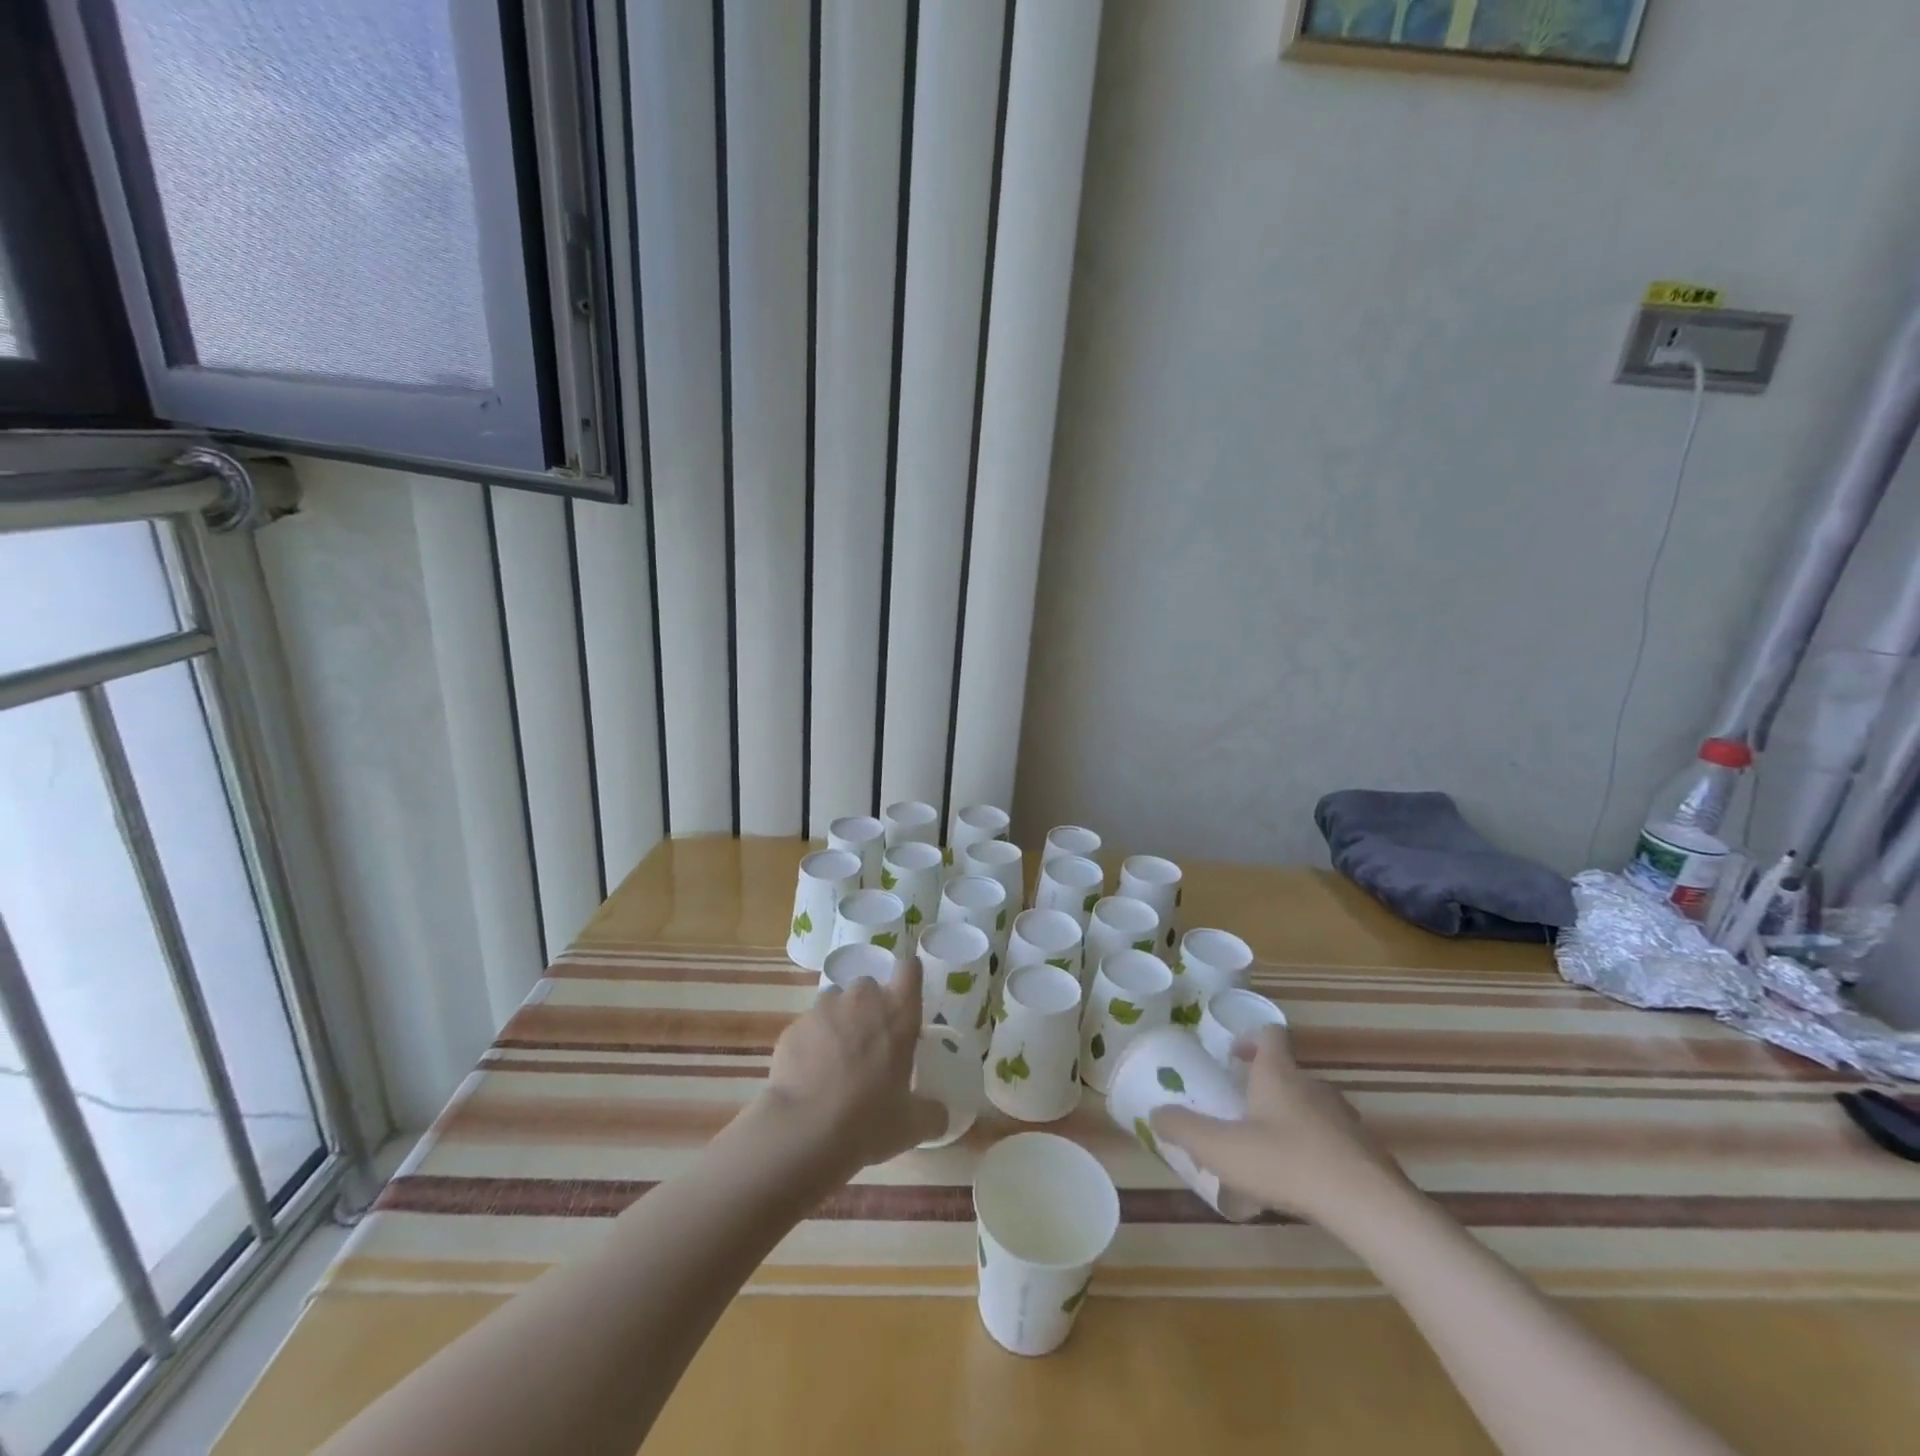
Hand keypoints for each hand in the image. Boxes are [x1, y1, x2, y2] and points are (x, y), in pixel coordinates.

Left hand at [763, 960, 944, 1177]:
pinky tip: (809, 1074)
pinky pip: (807, 1026)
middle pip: (868, 985)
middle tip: (869, 1041)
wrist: (805, 1130)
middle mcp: (862, 999)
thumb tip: (940, 1113)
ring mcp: (824, 1008)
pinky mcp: (794, 1026)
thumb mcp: (912, 1124)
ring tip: (835, 1057)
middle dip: (869, 1005)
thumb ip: (931, 1112)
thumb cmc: (869, 1119)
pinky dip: (811, 1042)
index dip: (907, 974)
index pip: (909, 968)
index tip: (905, 991)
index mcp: (898, 1012)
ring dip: (838, 1019)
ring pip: (834, 1001)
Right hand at [1150, 1025, 1408, 1223]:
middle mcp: (1312, 1086)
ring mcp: (1344, 1118)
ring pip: (1310, 1106)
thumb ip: (1185, 1129)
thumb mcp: (1222, 1148)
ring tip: (1267, 1150)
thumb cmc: (1286, 1162)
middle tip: (1239, 1109)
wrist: (1368, 1206)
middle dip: (1263, 1085)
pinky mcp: (1364, 1151)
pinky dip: (1312, 1150)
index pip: (1269, 1034)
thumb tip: (1156, 1114)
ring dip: (1288, 1118)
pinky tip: (1298, 1182)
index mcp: (1279, 1074)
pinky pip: (1330, 1139)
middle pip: (1288, 1072)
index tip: (1232, 1056)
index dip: (1249, 1038)